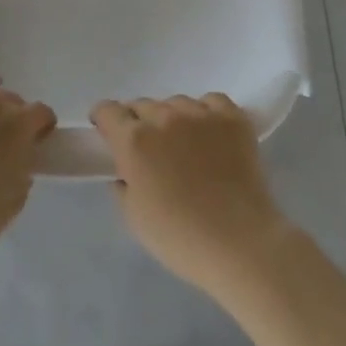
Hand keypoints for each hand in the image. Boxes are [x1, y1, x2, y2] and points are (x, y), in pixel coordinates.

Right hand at [92, 94, 290, 297]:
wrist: (240, 243)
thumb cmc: (179, 237)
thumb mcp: (133, 216)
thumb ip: (123, 182)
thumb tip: (127, 170)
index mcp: (133, 140)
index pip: (107, 110)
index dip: (104, 120)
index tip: (108, 134)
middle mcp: (164, 118)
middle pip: (142, 105)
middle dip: (138, 123)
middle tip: (149, 150)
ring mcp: (201, 114)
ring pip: (175, 103)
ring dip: (172, 119)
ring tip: (183, 144)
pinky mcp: (233, 119)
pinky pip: (211, 101)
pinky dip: (205, 113)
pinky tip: (209, 134)